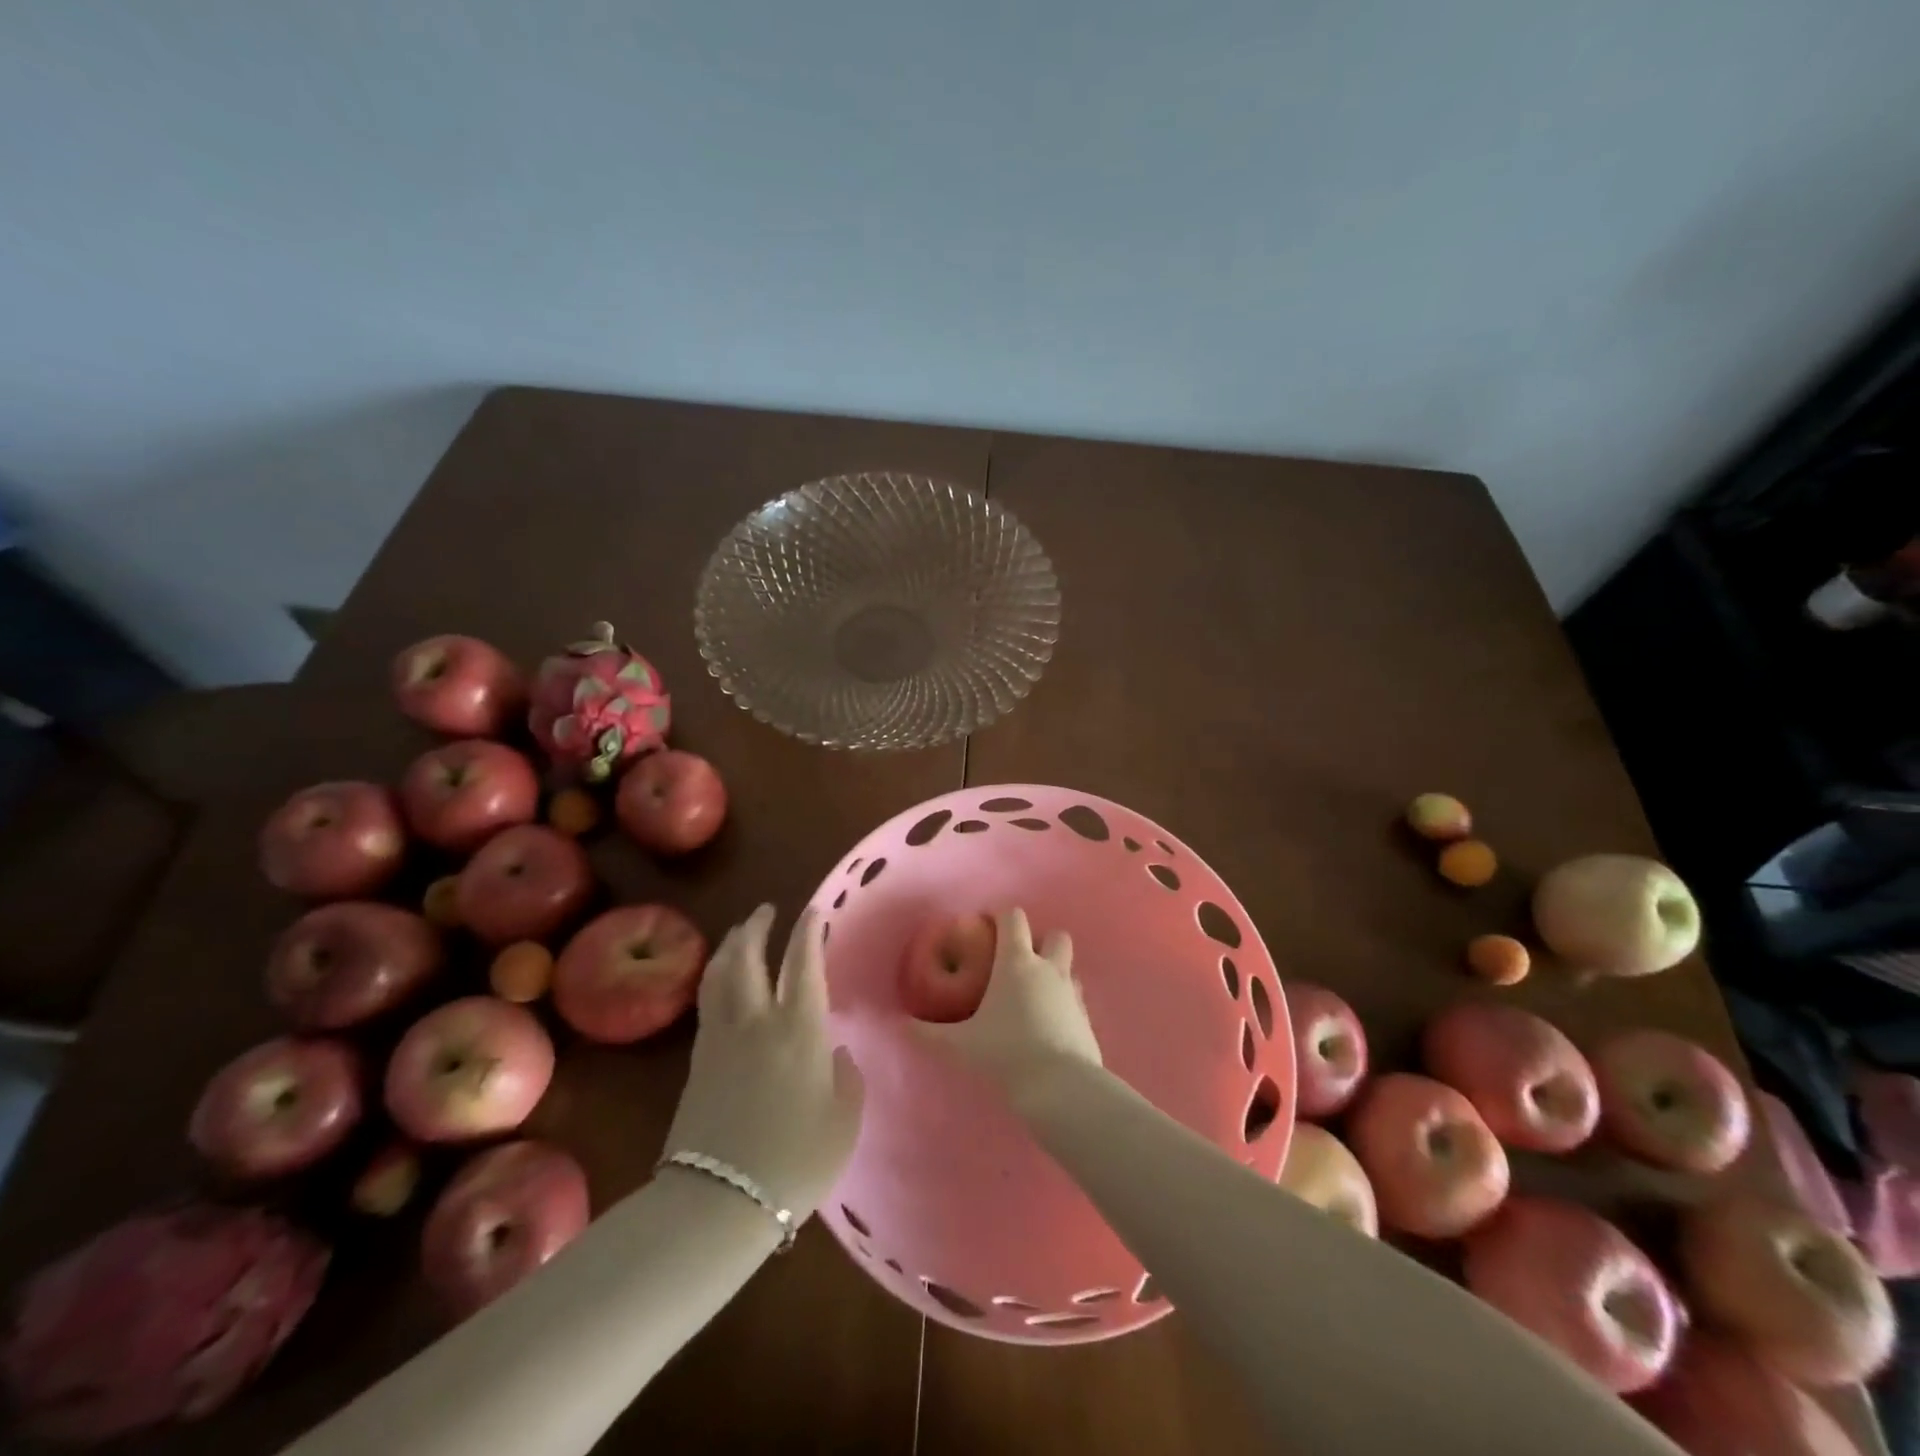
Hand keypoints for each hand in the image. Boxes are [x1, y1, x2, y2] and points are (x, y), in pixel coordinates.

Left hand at [662, 905, 863, 1223]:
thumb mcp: (842, 1123)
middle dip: (757, 927)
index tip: (813, 911)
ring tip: (739, 935)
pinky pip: (707, 1002)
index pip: (803, 963)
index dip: (808, 932)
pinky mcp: (696, 1061)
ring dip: (730, 947)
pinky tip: (721, 984)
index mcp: (799, 1028)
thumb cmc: (794, 1161)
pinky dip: (715, 979)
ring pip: (719, 975)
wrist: (718, 1201)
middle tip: (765, 910)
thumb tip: (835, 1053)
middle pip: (749, 957)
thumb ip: (846, 1080)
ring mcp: (720, 1038)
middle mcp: (757, 1020)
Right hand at [912, 908, 1101, 1106]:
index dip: (1001, 916)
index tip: (987, 927)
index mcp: (1017, 963)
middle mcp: (1048, 969)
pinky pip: (1076, 998)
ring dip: (1054, 972)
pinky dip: (1064, 1003)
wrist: (1060, 1087)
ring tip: (1032, 995)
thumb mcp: (961, 1045)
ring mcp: (1073, 992)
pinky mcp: (1087, 1018)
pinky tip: (1048, 1024)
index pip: (1014, 918)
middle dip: (1040, 941)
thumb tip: (902, 1025)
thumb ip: (929, 1034)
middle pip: (1055, 935)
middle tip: (1019, 961)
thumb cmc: (1006, 1054)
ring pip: (1069, 966)